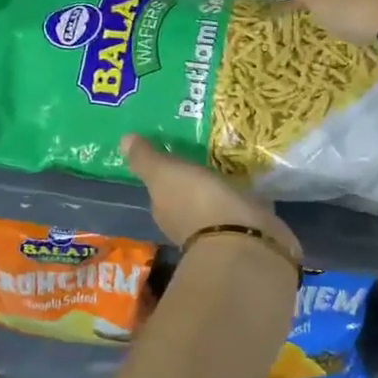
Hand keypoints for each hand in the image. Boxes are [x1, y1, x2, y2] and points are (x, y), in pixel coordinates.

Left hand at [119, 135, 299, 261]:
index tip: (176, 153)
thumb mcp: (165, 174)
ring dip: (222, 187)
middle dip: (195, 179)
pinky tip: (253, 177)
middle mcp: (188, 224)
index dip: (166, 173)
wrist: (244, 237)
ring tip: (232, 158)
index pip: (161, 191)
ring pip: (217, 201)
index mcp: (165, 211)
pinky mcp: (250, 229)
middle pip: (189, 196)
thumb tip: (123, 140)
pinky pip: (244, 205)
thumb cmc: (197, 202)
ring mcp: (220, 229)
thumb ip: (146, 159)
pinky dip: (245, 194)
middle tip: (206, 149)